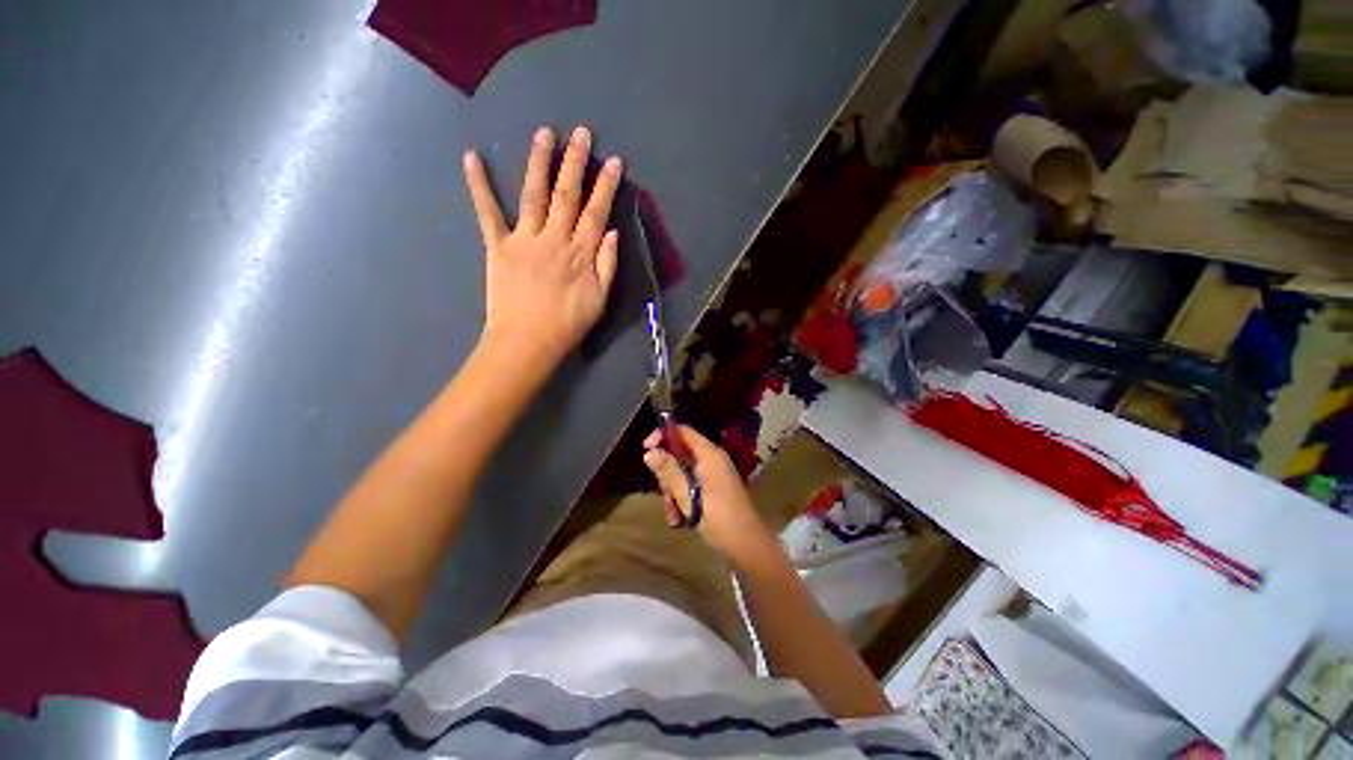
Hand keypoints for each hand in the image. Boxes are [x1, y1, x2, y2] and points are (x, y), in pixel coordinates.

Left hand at [462, 125, 621, 362]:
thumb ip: (608, 265)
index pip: (597, 212)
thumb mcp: (600, 300)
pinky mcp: (498, 246)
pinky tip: (471, 158)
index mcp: (580, 253)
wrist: (527, 341)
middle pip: (566, 195)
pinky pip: (488, 213)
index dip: (606, 186)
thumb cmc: (568, 324)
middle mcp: (554, 239)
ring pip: (533, 194)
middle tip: (580, 132)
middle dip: (575, 162)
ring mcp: (524, 240)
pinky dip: (479, 186)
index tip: (613, 162)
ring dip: (538, 162)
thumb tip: (613, 232)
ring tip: (543, 133)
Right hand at [643, 424, 773, 558]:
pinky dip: (682, 501)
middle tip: (666, 497)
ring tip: (674, 516)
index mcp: (709, 455)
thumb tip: (649, 452)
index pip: (682, 431)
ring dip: (673, 493)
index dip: (662, 435)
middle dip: (667, 475)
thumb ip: (669, 472)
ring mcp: (713, 475)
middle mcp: (712, 460)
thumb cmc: (719, 520)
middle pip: (679, 454)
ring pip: (682, 473)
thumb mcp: (689, 497)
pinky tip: (681, 521)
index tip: (645, 450)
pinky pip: (690, 486)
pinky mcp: (713, 489)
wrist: (748, 548)